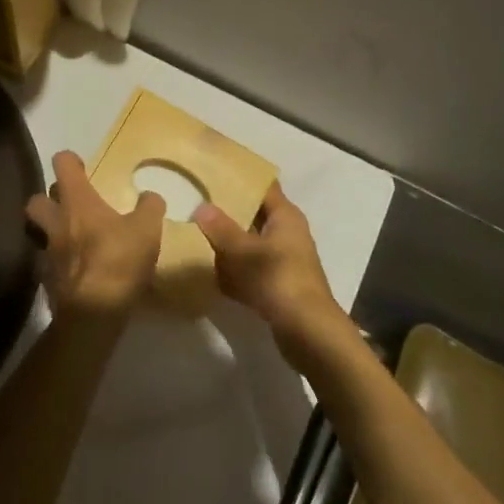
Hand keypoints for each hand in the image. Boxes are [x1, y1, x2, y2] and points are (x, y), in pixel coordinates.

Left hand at [24, 152, 165, 318]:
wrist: (92, 316)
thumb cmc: (118, 262)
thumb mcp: (147, 230)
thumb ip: (149, 207)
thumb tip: (150, 195)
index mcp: (77, 202)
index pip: (62, 164)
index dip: (70, 161)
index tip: (82, 168)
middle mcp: (56, 222)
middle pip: (37, 199)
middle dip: (49, 199)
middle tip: (70, 206)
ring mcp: (47, 253)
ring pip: (39, 232)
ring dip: (51, 232)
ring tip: (73, 239)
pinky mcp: (46, 281)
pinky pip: (48, 263)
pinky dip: (59, 263)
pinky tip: (77, 271)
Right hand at [192, 183, 348, 360]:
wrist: (308, 332)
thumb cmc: (277, 279)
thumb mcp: (243, 251)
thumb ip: (221, 229)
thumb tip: (201, 207)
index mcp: (285, 216)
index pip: (263, 186)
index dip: (241, 178)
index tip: (214, 171)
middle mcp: (287, 233)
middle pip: (254, 215)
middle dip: (228, 211)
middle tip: (197, 202)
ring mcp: (283, 260)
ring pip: (250, 244)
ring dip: (229, 243)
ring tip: (196, 233)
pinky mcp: (278, 285)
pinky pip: (251, 270)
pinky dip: (234, 270)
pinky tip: (210, 272)